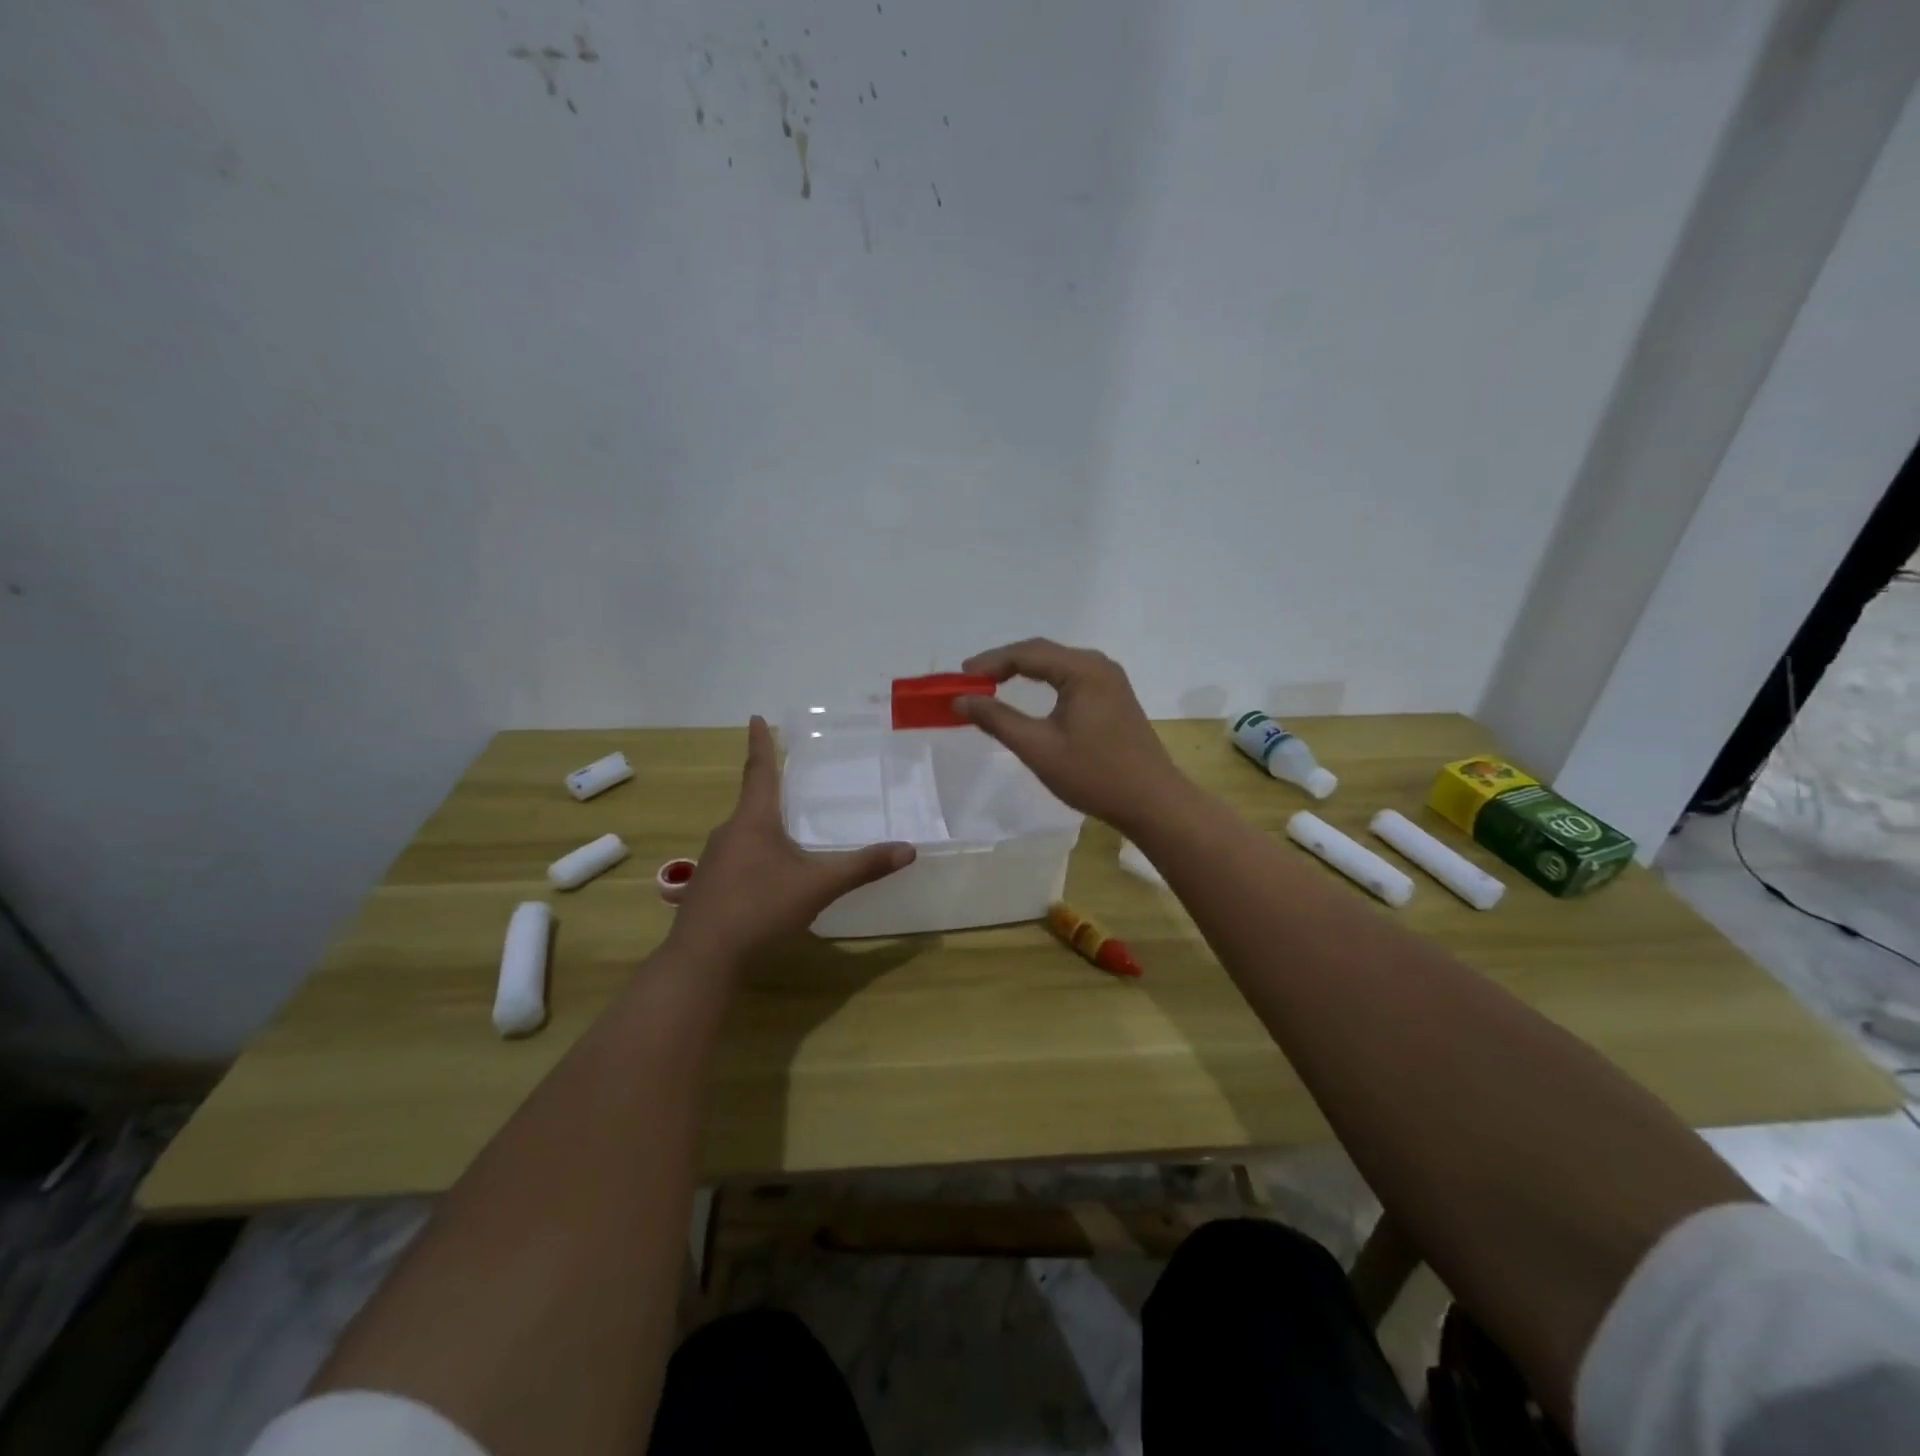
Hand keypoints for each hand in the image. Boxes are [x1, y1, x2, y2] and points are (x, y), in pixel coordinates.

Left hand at [668, 717, 915, 963]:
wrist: (703, 958)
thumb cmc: (761, 909)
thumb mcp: (819, 886)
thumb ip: (863, 867)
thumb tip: (908, 849)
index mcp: (753, 821)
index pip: (760, 771)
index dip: (761, 743)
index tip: (754, 717)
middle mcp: (728, 832)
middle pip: (752, 803)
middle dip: (769, 791)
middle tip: (788, 781)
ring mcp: (713, 861)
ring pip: (743, 834)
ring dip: (762, 829)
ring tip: (785, 835)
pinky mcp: (707, 887)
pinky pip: (736, 859)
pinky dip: (754, 857)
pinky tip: (766, 880)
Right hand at [955, 638, 1190, 833]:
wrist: (1152, 801)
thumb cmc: (1094, 774)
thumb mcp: (1038, 748)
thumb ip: (997, 720)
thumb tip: (961, 699)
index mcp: (1083, 670)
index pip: (1026, 653)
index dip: (990, 662)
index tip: (961, 677)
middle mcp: (1099, 665)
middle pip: (1042, 652)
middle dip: (1004, 663)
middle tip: (972, 680)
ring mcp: (1110, 680)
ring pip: (1057, 663)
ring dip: (1024, 670)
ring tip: (992, 684)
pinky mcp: (1114, 696)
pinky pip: (1071, 677)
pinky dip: (1044, 681)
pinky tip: (1029, 695)